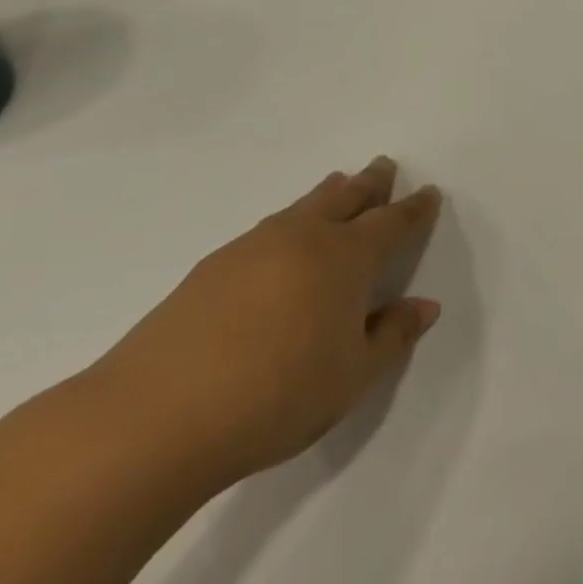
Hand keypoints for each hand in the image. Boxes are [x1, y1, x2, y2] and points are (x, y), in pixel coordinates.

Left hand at [91, 157, 443, 484]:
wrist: (154, 418)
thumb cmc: (277, 395)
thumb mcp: (354, 375)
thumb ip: (393, 336)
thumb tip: (424, 305)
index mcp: (346, 259)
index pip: (391, 223)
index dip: (414, 209)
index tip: (428, 192)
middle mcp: (302, 240)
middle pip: (345, 198)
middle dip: (370, 182)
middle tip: (385, 164)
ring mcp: (251, 250)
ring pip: (301, 208)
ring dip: (327, 193)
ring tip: (339, 182)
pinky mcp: (210, 270)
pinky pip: (268, 228)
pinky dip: (289, 220)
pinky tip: (282, 237)